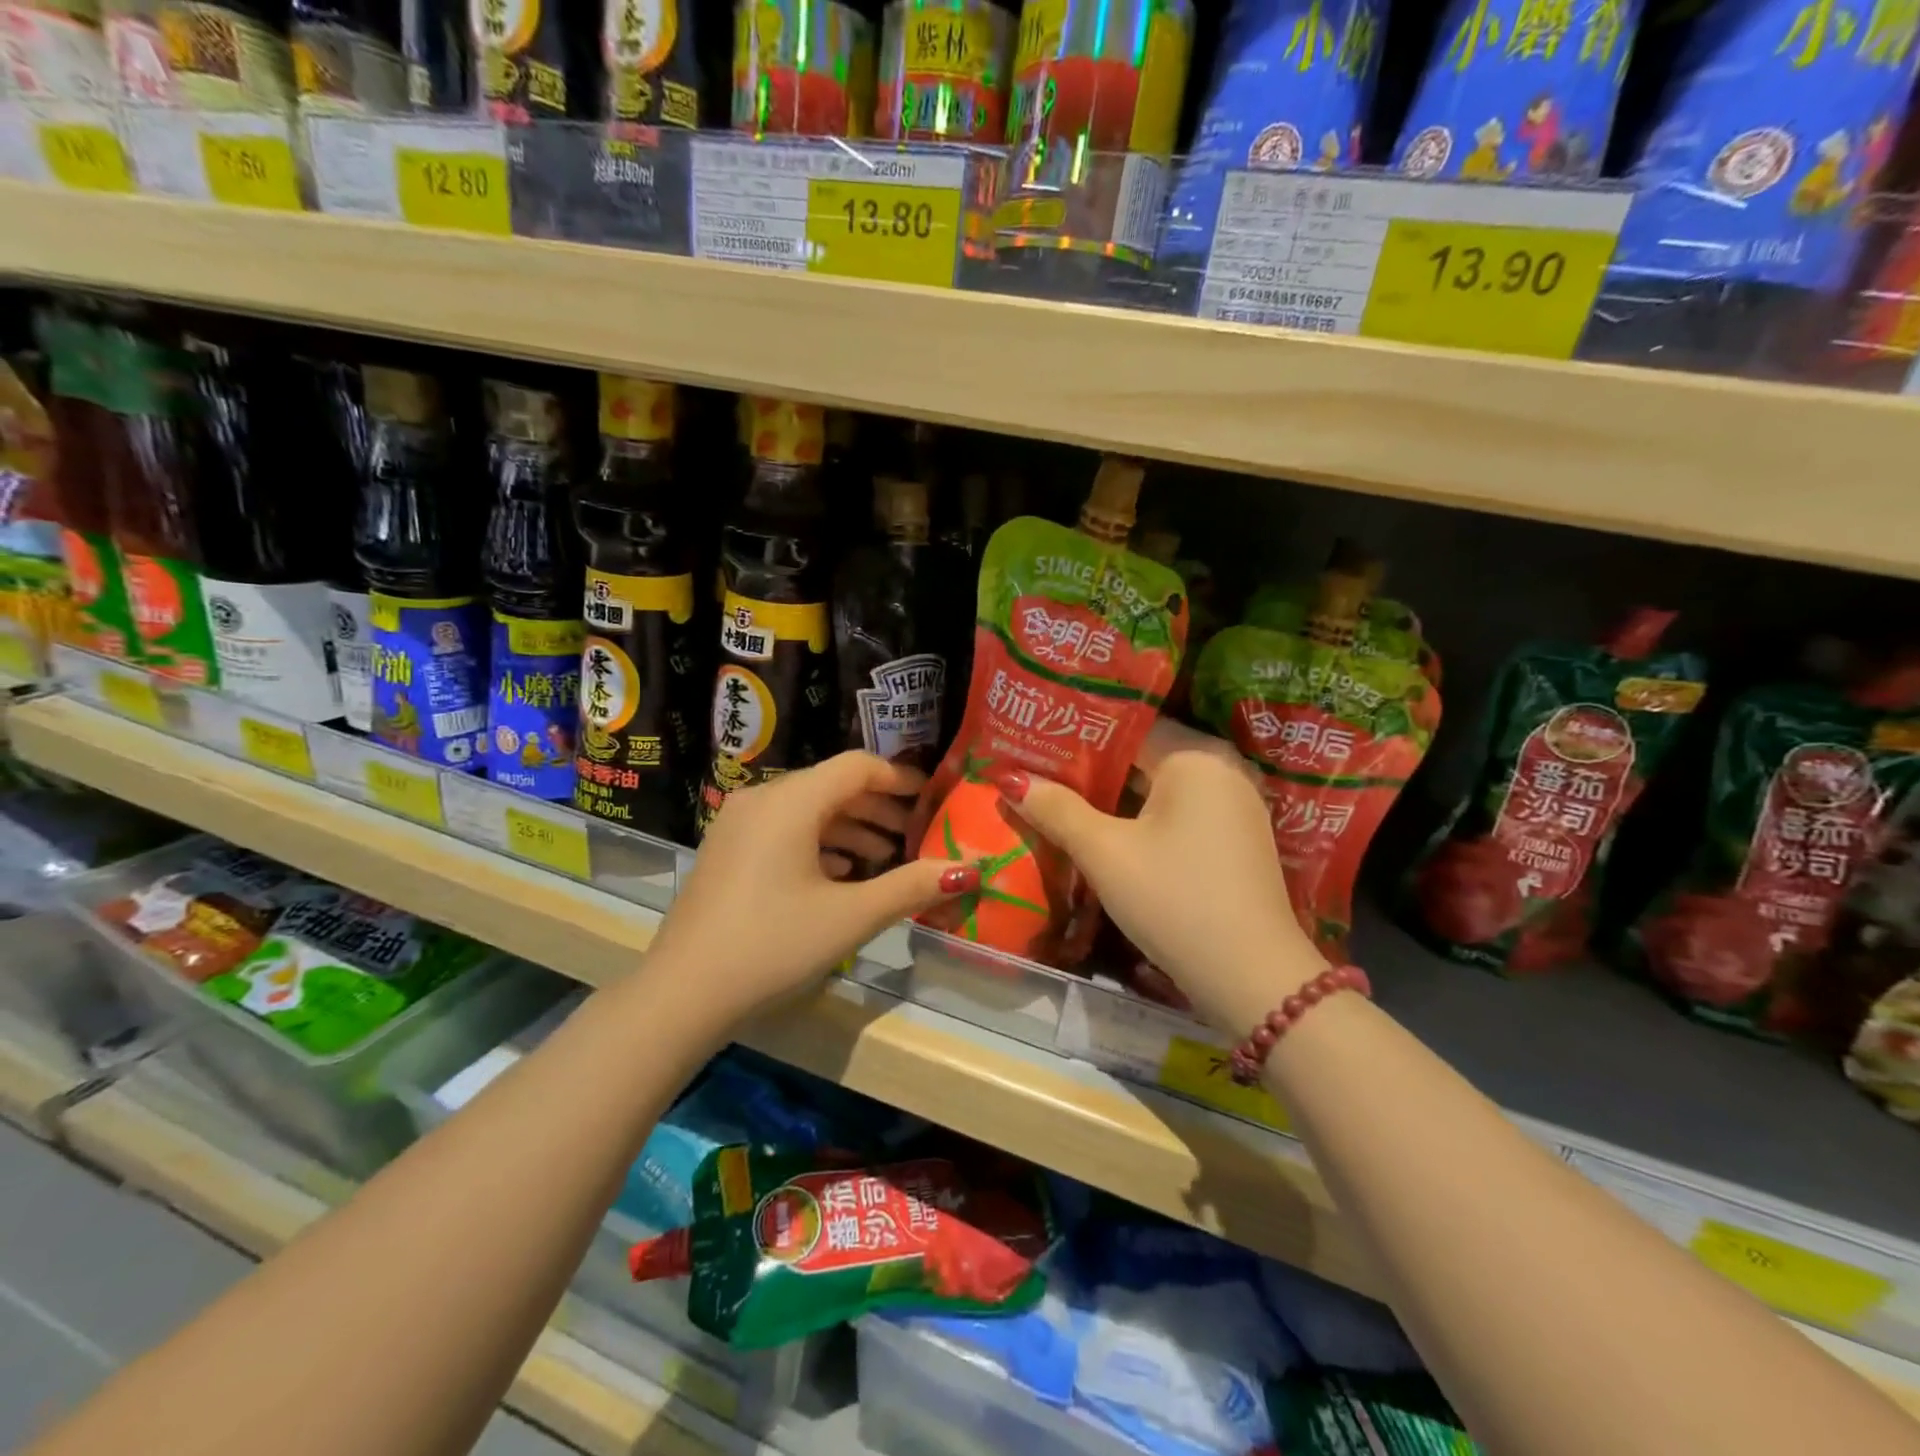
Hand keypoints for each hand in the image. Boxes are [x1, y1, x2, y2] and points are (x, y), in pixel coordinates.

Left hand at [646, 752, 978, 1029]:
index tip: (932, 799)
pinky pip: (783, 829)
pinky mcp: (727, 851)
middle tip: (916, 834)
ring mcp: (738, 824)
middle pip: (832, 785)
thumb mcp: (851, 916)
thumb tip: (970, 869)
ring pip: (807, 809)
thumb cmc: (773, 945)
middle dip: (878, 807)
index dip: (900, 778)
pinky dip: (818, 842)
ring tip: (885, 856)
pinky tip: (840, 873)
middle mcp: (761, 799)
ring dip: (850, 826)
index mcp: (791, 801)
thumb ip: (911, 886)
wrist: (683, 994)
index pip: (857, 767)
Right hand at [1001, 721, 1325, 1037]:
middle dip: (1091, 765)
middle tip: (1038, 767)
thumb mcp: (1106, 854)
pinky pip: (1180, 809)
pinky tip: (1107, 828)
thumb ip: (1057, 810)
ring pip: (1161, 785)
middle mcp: (1223, 768)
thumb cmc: (1175, 901)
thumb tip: (1009, 778)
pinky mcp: (1236, 837)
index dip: (1078, 733)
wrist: (1252, 978)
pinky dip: (1143, 814)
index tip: (1035, 739)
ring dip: (1114, 792)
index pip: (1127, 725)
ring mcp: (1235, 804)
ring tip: (1060, 794)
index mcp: (1196, 756)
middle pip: (1145, 753)